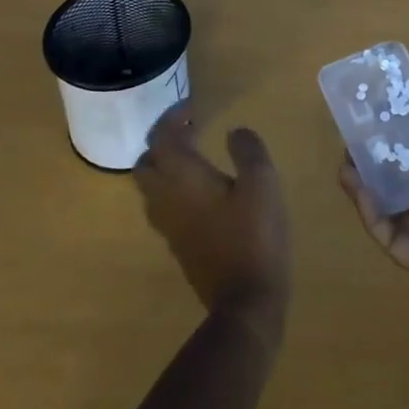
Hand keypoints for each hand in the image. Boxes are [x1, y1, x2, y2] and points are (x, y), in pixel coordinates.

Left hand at [135, 107, 290, 346]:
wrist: (245, 301)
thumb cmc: (255, 234)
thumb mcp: (262, 182)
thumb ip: (247, 150)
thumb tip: (234, 132)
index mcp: (182, 178)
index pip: (161, 138)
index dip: (172, 118)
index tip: (193, 108)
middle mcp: (166, 199)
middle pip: (145, 162)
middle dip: (162, 141)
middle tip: (190, 130)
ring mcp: (168, 226)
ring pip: (150, 187)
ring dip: (164, 165)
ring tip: (194, 155)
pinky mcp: (178, 245)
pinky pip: (162, 206)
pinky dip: (172, 187)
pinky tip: (201, 189)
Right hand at [338, 113, 408, 334]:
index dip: (407, 142)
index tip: (383, 122)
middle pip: (406, 183)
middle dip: (380, 165)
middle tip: (353, 144)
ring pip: (393, 209)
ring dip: (368, 189)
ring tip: (344, 165)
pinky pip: (393, 237)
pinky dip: (374, 216)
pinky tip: (360, 193)